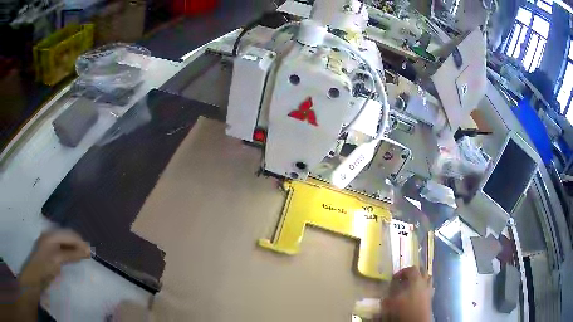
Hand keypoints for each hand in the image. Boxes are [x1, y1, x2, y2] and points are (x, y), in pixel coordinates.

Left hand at [18, 229, 89, 293]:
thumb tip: (86, 251)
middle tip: (88, 255)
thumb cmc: (45, 266)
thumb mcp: (58, 260)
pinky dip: (70, 253)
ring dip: (74, 249)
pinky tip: (74, 258)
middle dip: (78, 244)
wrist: (36, 276)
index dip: (80, 242)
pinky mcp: (51, 252)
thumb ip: (71, 255)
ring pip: (65, 243)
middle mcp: (51, 236)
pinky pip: (62, 249)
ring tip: (83, 257)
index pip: (69, 234)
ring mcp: (50, 244)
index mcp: (51, 235)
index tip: (90, 252)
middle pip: (67, 237)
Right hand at [381, 267, 432, 321]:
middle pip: (422, 271)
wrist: (418, 320)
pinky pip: (429, 288)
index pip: (411, 269)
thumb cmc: (405, 309)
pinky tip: (417, 295)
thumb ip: (389, 296)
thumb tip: (385, 295)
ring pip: (427, 279)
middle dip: (413, 273)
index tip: (394, 278)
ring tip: (411, 286)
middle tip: (404, 279)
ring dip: (420, 280)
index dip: (402, 272)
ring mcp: (429, 289)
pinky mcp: (431, 297)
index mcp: (416, 279)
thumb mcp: (393, 302)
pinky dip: (423, 288)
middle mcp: (425, 282)